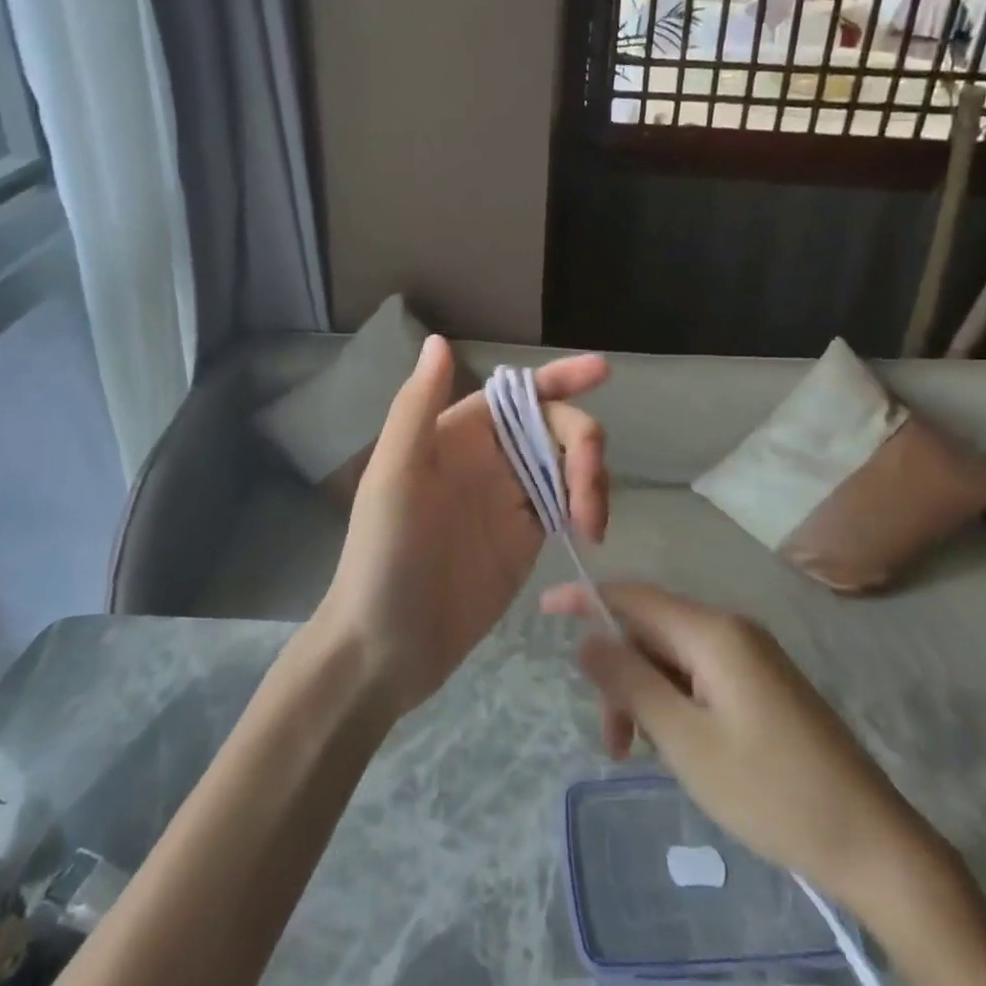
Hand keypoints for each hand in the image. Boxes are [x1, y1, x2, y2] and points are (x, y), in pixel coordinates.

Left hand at [316, 337, 609, 716]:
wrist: (387, 646)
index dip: (559, 377)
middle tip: (589, 494)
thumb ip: (417, 406)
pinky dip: (589, 507)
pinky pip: (570, 504)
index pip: (517, 392)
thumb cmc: (384, 556)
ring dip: (592, 479)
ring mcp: (510, 498)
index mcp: (457, 432)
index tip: (601, 371)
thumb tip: (438, 340)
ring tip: (590, 524)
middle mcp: (487, 457)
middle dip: (583, 445)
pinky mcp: (526, 536)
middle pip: (554, 427)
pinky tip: (590, 531)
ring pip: (569, 464)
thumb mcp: (394, 476)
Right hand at [541, 581, 944, 916]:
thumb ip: (631, 682)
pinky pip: (701, 673)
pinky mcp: (765, 683)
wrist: (873, 842)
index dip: (585, 599)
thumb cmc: (771, 791)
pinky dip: (675, 700)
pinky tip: (679, 745)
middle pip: (653, 630)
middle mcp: (732, 629)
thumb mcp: (686, 742)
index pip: (634, 597)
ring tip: (644, 754)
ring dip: (647, 693)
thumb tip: (587, 639)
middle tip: (614, 742)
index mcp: (713, 632)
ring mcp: (753, 655)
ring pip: (675, 656)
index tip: (544, 610)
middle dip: (621, 673)